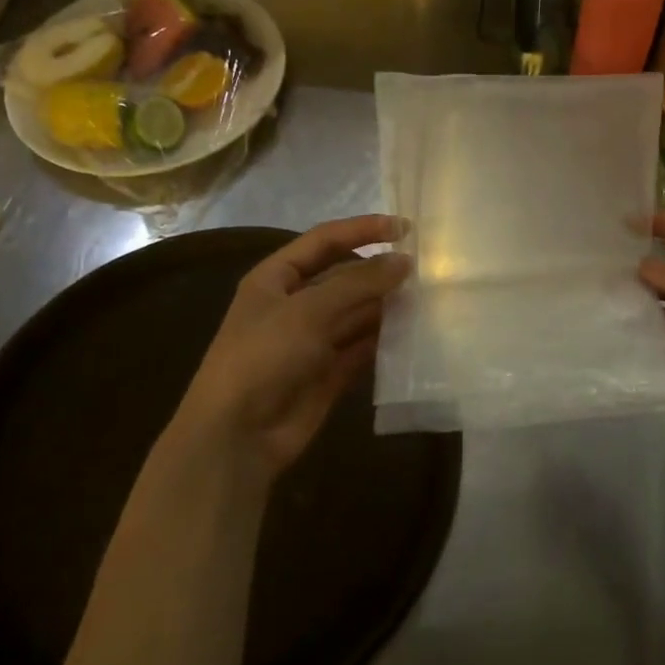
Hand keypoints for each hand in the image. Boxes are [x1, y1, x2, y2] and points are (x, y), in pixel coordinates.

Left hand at [174, 215, 410, 479]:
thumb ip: (358, 283)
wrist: (236, 437)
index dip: (363, 229)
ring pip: (357, 313)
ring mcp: (312, 340)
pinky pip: (362, 347)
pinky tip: (414, 333)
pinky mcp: (329, 372)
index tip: (405, 228)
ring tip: (428, 298)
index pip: (325, 241)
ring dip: (387, 306)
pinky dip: (385, 340)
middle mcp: (295, 304)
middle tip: (426, 268)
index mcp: (276, 278)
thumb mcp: (308, 310)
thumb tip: (404, 261)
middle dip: (380, 271)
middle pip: (344, 277)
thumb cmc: (263, 357)